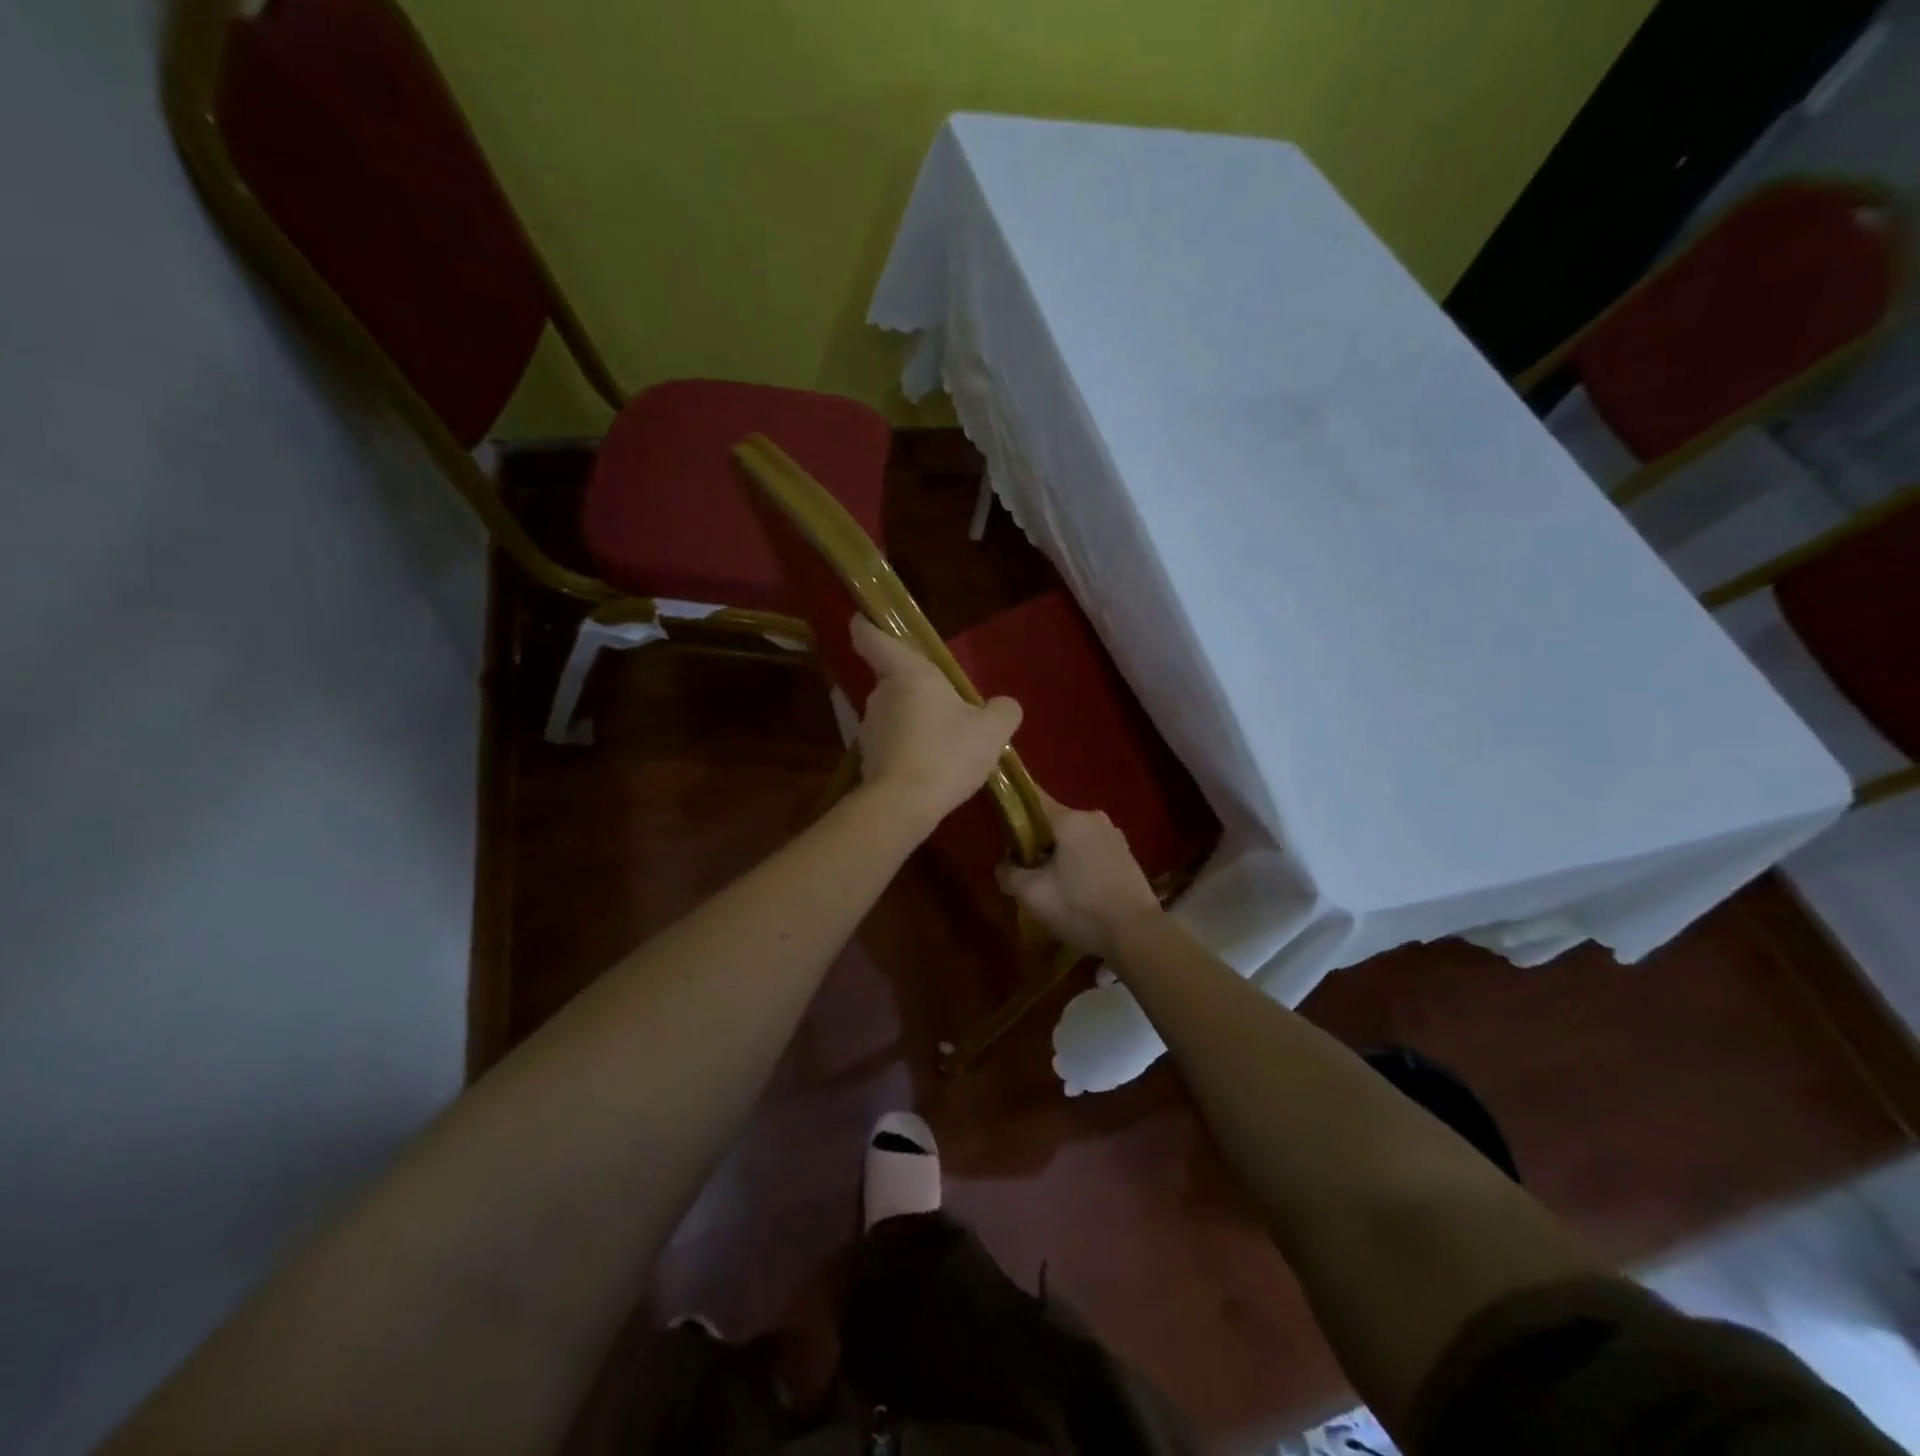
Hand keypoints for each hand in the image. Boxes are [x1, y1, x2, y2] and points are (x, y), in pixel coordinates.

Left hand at [850, 615, 1022, 831]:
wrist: (903, 806)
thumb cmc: (946, 753)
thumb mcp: (992, 731)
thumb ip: (1002, 712)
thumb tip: (1004, 706)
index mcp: (907, 673)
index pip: (872, 638)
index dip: (867, 626)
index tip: (864, 619)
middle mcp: (880, 694)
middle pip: (894, 681)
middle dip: (917, 691)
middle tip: (949, 709)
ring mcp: (869, 728)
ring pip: (895, 715)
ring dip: (915, 724)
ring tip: (946, 747)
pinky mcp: (868, 760)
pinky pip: (892, 745)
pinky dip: (908, 751)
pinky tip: (932, 771)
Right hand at [997, 790, 1161, 958]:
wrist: (1136, 935)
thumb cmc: (1080, 907)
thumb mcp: (1032, 894)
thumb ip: (1009, 873)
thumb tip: (1004, 865)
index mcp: (1070, 819)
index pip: (1033, 800)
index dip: (1015, 813)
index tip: (1003, 832)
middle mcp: (1094, 818)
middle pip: (1053, 823)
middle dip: (1037, 843)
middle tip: (1026, 872)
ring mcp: (1115, 836)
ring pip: (1074, 839)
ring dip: (1059, 856)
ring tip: (1051, 886)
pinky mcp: (1127, 856)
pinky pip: (1092, 852)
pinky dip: (1079, 865)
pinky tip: (1076, 892)